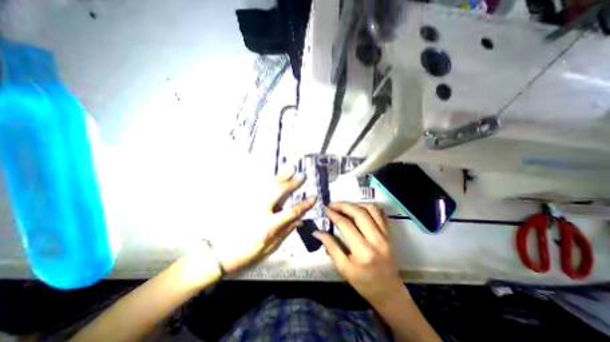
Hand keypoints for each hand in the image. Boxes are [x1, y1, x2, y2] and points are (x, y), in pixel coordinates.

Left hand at [219, 168, 315, 274]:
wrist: (216, 253)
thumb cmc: (244, 254)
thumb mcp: (268, 248)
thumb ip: (284, 233)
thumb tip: (299, 221)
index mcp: (268, 226)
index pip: (291, 212)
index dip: (304, 205)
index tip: (313, 197)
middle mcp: (259, 211)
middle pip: (278, 192)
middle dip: (292, 183)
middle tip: (301, 175)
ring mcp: (248, 203)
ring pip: (266, 185)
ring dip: (280, 176)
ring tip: (289, 168)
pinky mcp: (240, 200)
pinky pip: (253, 185)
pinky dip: (263, 177)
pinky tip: (270, 172)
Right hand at [314, 203, 403, 306]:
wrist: (388, 291)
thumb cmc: (363, 282)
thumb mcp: (343, 268)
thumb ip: (330, 246)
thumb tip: (317, 232)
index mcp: (363, 251)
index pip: (346, 224)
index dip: (333, 214)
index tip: (325, 209)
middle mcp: (376, 239)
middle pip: (359, 213)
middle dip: (343, 205)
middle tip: (332, 204)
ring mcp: (386, 235)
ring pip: (371, 209)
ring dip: (356, 204)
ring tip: (345, 206)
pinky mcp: (390, 233)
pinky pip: (380, 213)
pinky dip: (369, 207)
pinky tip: (359, 208)